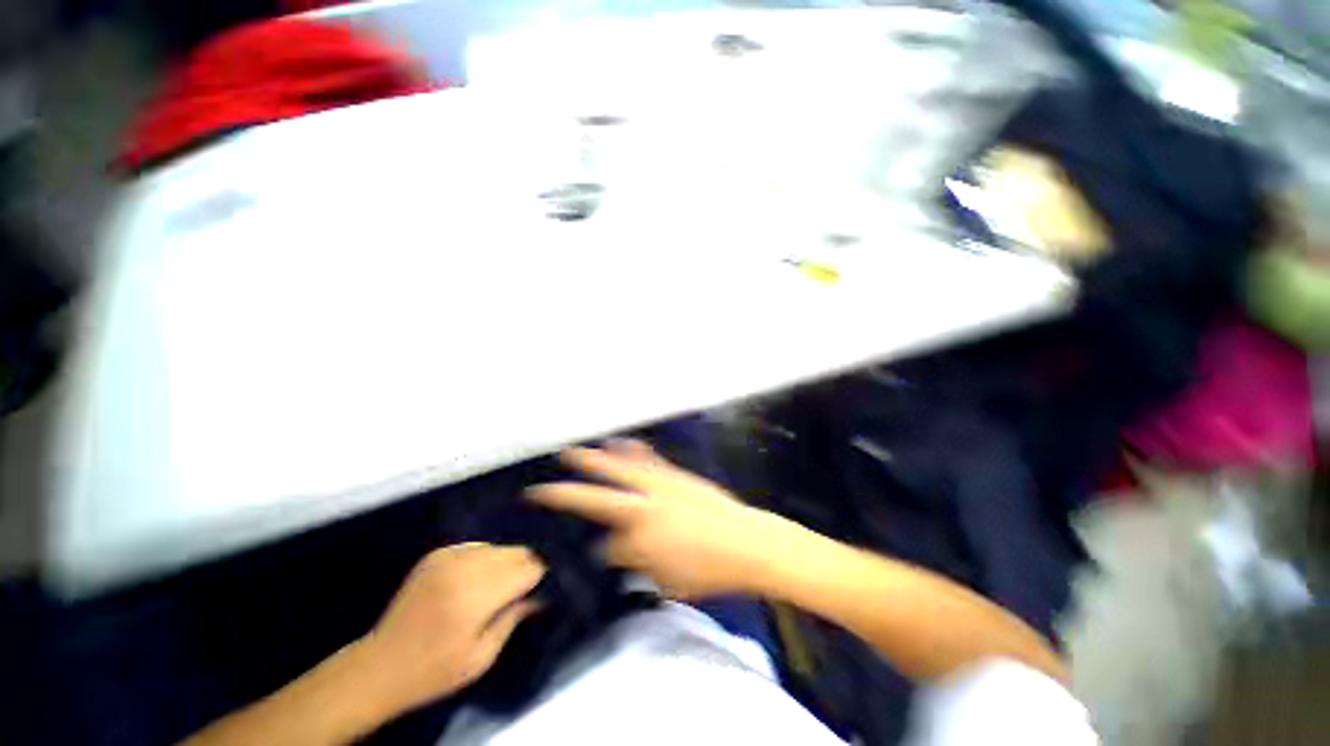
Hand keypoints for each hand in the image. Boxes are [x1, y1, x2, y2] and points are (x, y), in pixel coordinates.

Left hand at [353, 543, 545, 716]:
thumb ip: (514, 618)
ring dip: (506, 562)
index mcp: (476, 597)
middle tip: (523, 588)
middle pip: (516, 552)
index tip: (543, 586)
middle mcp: (464, 569)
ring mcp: (447, 557)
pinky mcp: (436, 554)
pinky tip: (477, 578)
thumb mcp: (481, 658)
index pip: (528, 568)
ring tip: (499, 585)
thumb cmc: (434, 671)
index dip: (539, 575)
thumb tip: (541, 593)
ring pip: (498, 547)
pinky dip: (485, 558)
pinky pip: (477, 546)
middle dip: (525, 566)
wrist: (380, 666)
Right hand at [527, 439, 790, 598]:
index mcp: (641, 538)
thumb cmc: (710, 571)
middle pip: (598, 494)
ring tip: (573, 452)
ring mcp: (660, 484)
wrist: (748, 542)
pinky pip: (647, 458)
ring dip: (594, 460)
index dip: (592, 549)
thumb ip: (636, 564)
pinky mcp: (675, 474)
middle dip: (568, 489)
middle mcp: (644, 506)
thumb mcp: (667, 581)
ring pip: (619, 468)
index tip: (579, 548)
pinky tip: (621, 442)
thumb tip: (615, 550)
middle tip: (543, 483)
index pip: (603, 543)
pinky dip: (630, 449)